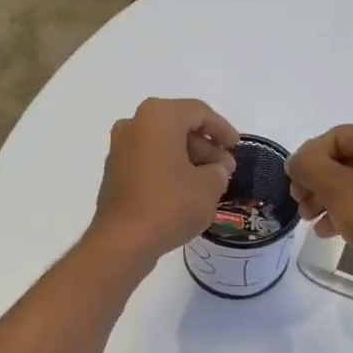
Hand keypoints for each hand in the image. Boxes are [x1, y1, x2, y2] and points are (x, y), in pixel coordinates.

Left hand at [89, 98, 239, 268]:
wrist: (123, 240)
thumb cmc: (170, 205)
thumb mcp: (209, 187)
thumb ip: (219, 170)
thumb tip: (215, 169)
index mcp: (158, 117)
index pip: (199, 112)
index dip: (222, 129)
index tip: (237, 147)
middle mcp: (134, 124)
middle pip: (178, 126)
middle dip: (205, 146)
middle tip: (225, 168)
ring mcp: (120, 148)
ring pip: (163, 144)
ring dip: (188, 158)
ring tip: (210, 182)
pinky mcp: (115, 172)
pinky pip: (149, 160)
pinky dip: (169, 168)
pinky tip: (186, 190)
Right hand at [286, 121, 352, 272]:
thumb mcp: (335, 188)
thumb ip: (308, 167)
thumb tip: (296, 162)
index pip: (330, 139)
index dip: (305, 162)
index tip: (291, 190)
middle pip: (339, 160)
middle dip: (314, 184)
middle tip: (300, 207)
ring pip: (349, 183)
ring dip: (325, 200)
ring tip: (310, 221)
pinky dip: (343, 212)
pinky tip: (328, 231)